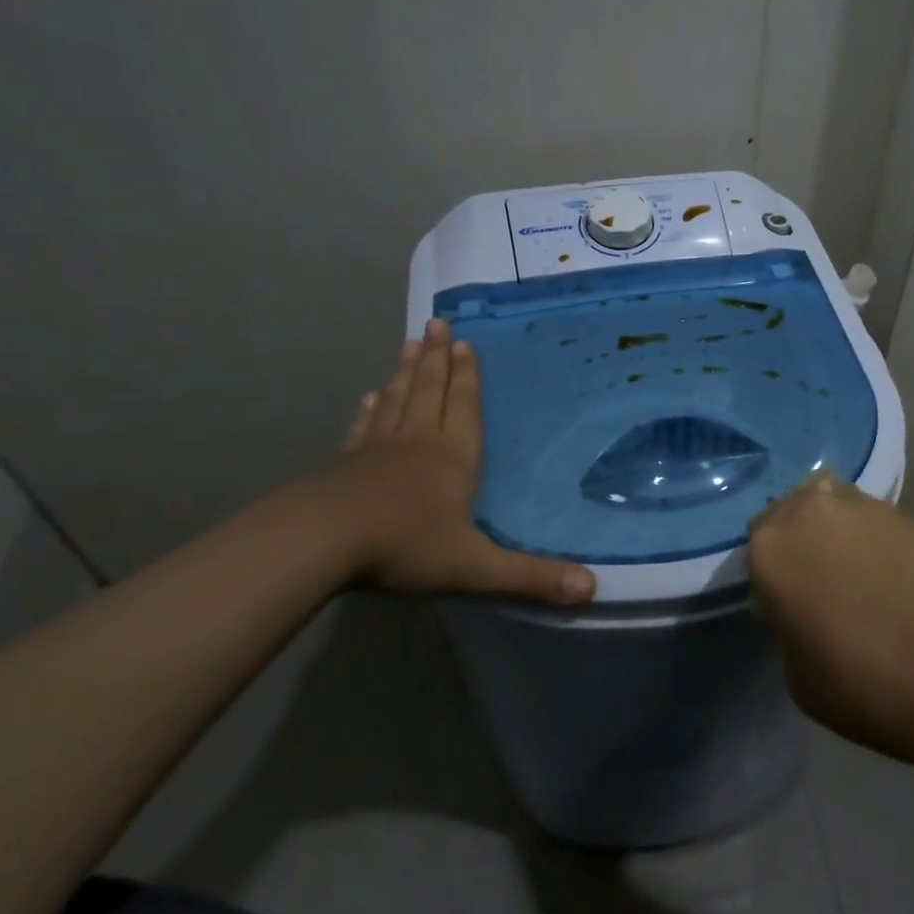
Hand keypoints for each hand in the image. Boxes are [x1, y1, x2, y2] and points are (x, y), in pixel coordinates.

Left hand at [291, 318, 595, 605]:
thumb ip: (531, 579)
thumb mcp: (475, 568)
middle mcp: (417, 442)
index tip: (464, 342)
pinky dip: (369, 410)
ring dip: (406, 372)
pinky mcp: (343, 465)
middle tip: (436, 323)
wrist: (321, 541)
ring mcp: (376, 450)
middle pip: (429, 391)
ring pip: (397, 400)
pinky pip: (362, 428)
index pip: (464, 407)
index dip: (467, 376)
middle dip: (436, 358)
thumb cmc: (404, 546)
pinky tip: (369, 397)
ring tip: (410, 344)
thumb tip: (593, 590)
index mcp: (452, 458)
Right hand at [749, 474, 913, 751]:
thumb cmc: (856, 680)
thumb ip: (790, 622)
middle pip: (795, 510)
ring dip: (841, 532)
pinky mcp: (906, 514)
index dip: (773, 571)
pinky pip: (879, 522)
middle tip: (823, 579)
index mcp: (771, 546)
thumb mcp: (795, 670)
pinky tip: (898, 578)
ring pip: (838, 507)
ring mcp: (862, 506)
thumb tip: (808, 608)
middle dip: (803, 537)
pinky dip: (880, 542)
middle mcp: (810, 511)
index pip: (757, 543)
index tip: (789, 600)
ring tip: (863, 573)